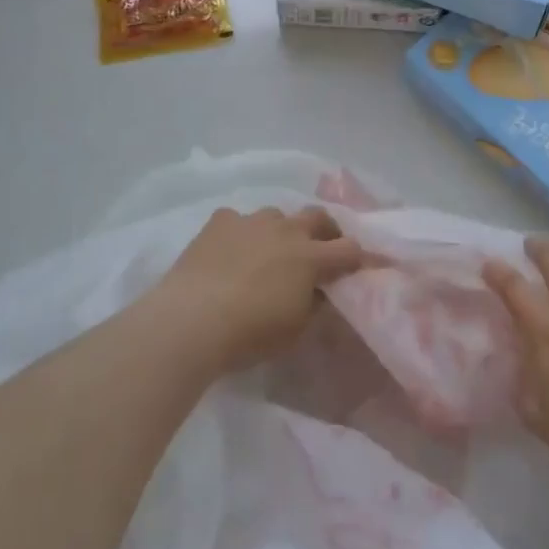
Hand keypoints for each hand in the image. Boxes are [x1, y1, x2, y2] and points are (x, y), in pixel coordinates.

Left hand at [149, 206, 367, 377]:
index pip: (350, 249)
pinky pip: (238, 220)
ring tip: (268, 253)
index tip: (355, 269)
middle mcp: (287, 230)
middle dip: (325, 231)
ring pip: (277, 215)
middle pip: (318, 216)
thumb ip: (313, 304)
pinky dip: (240, 233)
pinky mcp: (221, 221)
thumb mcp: (295, 329)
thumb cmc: (250, 333)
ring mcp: (253, 221)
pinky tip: (228, 252)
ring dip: (280, 231)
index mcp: (311, 257)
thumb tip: (319, 292)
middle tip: (319, 251)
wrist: (192, 320)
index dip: (356, 258)